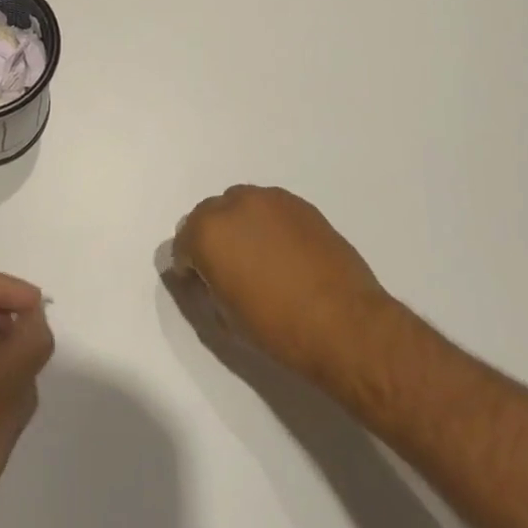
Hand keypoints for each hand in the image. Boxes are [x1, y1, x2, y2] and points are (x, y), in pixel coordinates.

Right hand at [170, 184, 391, 385]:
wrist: (344, 322)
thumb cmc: (277, 328)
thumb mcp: (225, 316)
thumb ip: (207, 286)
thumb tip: (209, 276)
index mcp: (208, 232)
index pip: (183, 242)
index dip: (189, 266)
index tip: (201, 284)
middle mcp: (235, 204)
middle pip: (208, 215)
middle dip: (210, 239)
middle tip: (227, 270)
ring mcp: (270, 199)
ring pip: (240, 205)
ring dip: (239, 226)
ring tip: (257, 257)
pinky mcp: (300, 204)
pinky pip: (270, 209)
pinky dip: (267, 224)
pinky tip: (283, 252)